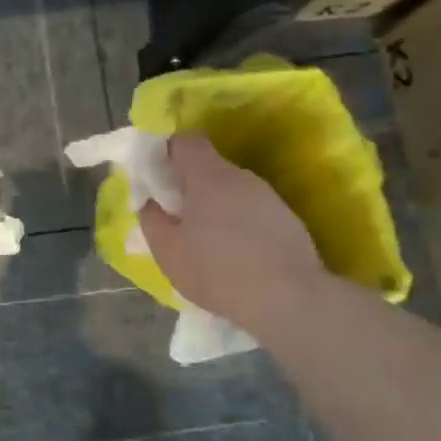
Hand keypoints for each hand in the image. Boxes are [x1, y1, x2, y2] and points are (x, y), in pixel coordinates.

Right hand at [140, 135, 322, 327]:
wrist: (290, 299)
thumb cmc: (218, 271)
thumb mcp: (168, 252)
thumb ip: (152, 219)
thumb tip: (150, 202)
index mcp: (207, 177)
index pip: (185, 141)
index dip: (168, 153)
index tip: (158, 178)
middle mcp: (239, 176)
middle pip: (208, 166)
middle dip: (190, 185)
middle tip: (178, 216)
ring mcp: (267, 196)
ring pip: (231, 189)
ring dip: (215, 205)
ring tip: (207, 240)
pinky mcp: (286, 217)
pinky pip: (251, 208)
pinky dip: (238, 222)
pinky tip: (236, 252)